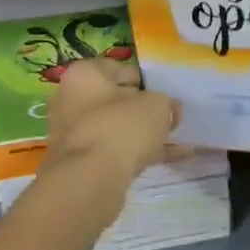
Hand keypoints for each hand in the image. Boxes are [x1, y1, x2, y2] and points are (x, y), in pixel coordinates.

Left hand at [40, 57, 179, 203]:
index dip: (146, 80)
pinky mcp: (82, 161)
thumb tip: (169, 110)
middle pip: (116, 100)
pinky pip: (117, 150)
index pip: (119, 69)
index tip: (165, 93)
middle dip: (144, 109)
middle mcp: (72, 99)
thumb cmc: (121, 127)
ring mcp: (75, 132)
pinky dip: (142, 153)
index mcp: (84, 75)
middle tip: (170, 118)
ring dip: (145, 133)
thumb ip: (166, 103)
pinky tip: (174, 159)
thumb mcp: (156, 106)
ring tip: (176, 139)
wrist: (90, 180)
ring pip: (117, 128)